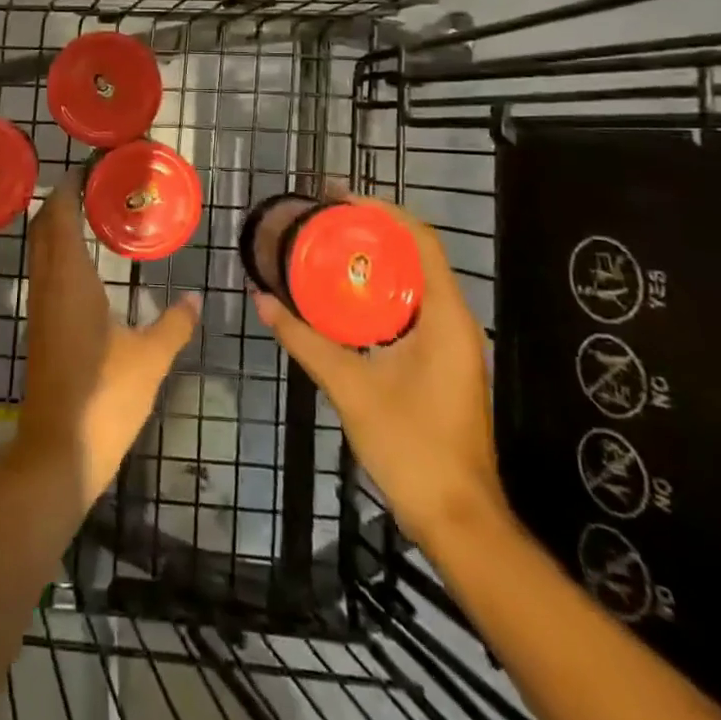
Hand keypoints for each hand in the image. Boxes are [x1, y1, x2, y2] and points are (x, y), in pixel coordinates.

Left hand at [11, 172, 201, 509]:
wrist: (58, 455)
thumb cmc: (105, 398)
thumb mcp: (151, 358)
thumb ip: (175, 323)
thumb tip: (196, 298)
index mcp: (70, 280)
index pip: (59, 217)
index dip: (69, 188)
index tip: (91, 168)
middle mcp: (48, 286)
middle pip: (43, 228)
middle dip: (62, 201)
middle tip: (97, 185)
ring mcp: (41, 309)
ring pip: (41, 251)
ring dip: (59, 227)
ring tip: (95, 213)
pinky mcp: (42, 330)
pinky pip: (46, 274)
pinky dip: (60, 254)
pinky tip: (88, 265)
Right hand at [252, 192, 504, 557]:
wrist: (458, 520)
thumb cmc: (411, 446)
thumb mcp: (350, 387)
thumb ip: (305, 341)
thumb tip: (262, 301)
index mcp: (444, 316)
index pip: (419, 240)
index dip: (381, 212)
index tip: (339, 199)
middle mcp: (454, 320)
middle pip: (417, 255)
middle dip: (372, 233)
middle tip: (324, 221)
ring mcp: (451, 344)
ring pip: (414, 284)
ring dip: (375, 264)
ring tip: (328, 250)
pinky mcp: (442, 363)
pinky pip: (411, 310)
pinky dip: (379, 295)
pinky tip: (344, 301)